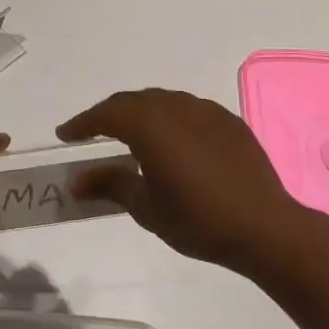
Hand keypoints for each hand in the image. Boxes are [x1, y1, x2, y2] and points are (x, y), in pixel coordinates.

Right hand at [57, 88, 321, 272]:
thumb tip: (76, 181)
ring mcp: (206, 111)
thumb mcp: (146, 207)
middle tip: (92, 132)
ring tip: (129, 134)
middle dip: (108, 114)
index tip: (64, 135)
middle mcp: (175, 107)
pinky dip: (169, 118)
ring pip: (162, 101)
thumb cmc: (197, 219)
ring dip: (140, 113)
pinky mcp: (228, 121)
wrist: (264, 226)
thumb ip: (109, 185)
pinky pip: (188, 110)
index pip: (106, 115)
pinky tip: (171, 140)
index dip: (82, 123)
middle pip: (132, 101)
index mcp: (150, 125)